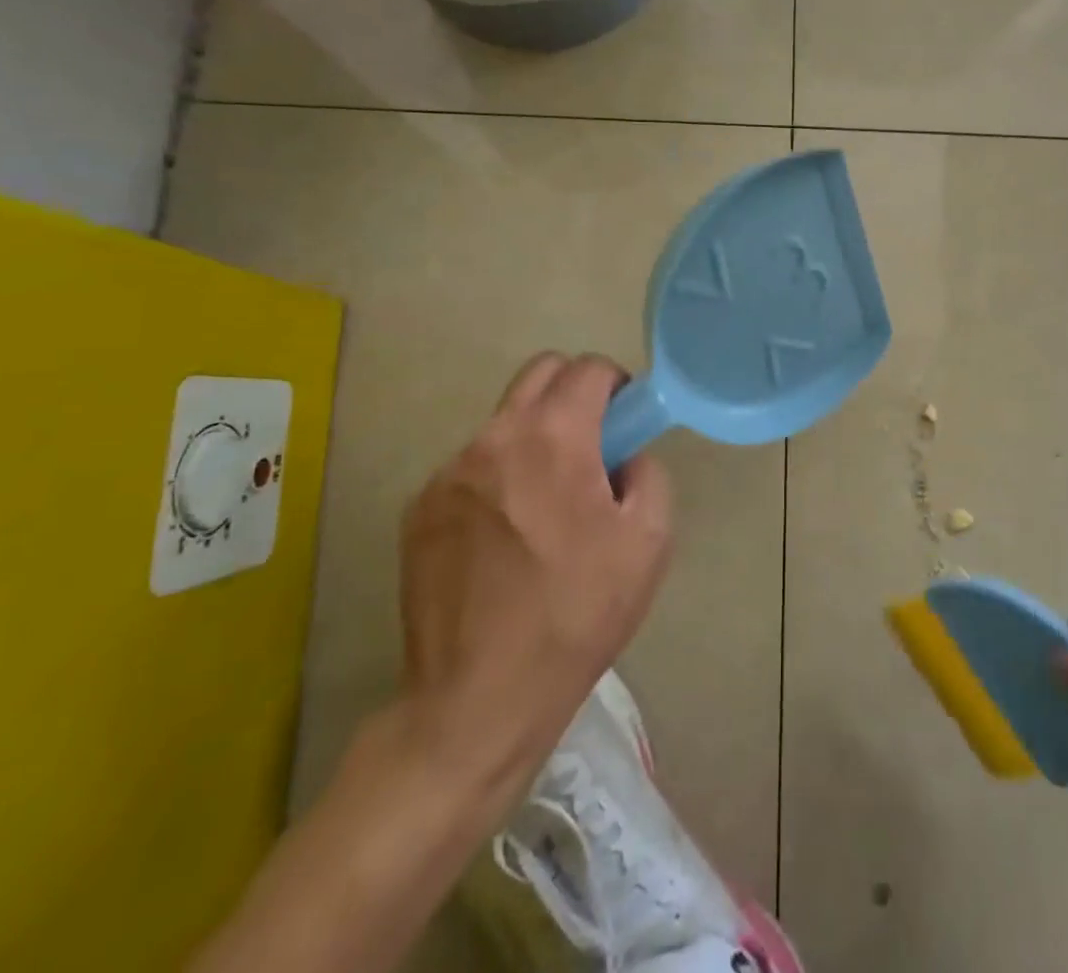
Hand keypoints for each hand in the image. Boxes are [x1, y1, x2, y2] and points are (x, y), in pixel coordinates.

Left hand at [397, 353, 672, 781]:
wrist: (478, 700)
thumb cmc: (576, 616)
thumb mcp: (648, 542)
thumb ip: (647, 474)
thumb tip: (624, 457)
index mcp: (552, 439)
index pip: (586, 368)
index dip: (616, 383)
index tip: (625, 420)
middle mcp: (493, 439)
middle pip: (539, 374)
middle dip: (573, 392)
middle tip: (593, 446)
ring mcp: (447, 474)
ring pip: (504, 422)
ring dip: (534, 439)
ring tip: (546, 507)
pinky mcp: (418, 510)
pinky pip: (472, 467)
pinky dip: (498, 478)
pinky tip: (505, 538)